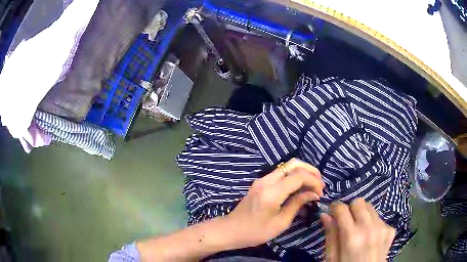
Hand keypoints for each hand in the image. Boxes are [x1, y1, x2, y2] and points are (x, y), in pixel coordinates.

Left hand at [222, 158, 323, 248]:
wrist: (231, 230)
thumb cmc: (255, 232)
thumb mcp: (280, 222)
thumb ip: (297, 204)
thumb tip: (313, 193)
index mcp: (272, 192)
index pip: (299, 175)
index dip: (314, 181)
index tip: (320, 194)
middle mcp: (267, 180)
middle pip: (294, 164)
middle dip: (311, 171)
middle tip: (319, 185)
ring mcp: (262, 179)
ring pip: (288, 166)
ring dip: (303, 172)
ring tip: (312, 186)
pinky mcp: (260, 182)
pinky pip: (281, 173)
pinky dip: (294, 176)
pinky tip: (300, 188)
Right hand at [321, 198, 395, 261]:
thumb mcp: (332, 258)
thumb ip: (331, 235)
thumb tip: (325, 214)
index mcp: (352, 237)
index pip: (342, 208)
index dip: (334, 208)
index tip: (332, 213)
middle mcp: (369, 228)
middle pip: (359, 202)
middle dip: (350, 209)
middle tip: (346, 222)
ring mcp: (382, 228)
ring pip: (370, 208)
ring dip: (362, 215)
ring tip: (359, 230)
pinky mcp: (390, 230)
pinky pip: (379, 218)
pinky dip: (372, 223)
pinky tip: (370, 237)